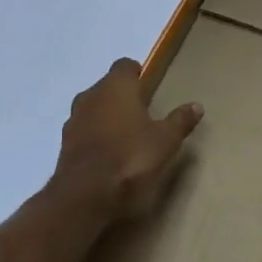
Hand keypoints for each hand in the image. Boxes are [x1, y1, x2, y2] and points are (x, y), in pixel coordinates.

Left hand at [51, 58, 202, 228]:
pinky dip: (95, 136)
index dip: (137, 74)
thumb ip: (180, 121)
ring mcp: (74, 120)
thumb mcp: (165, 140)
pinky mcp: (64, 145)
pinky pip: (84, 131)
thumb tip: (197, 105)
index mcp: (116, 87)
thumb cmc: (131, 157)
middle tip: (142, 113)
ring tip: (126, 134)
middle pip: (107, 86)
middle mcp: (91, 96)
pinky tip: (109, 154)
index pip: (124, 66)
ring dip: (106, 116)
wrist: (85, 195)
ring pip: (93, 108)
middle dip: (122, 96)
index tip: (148, 87)